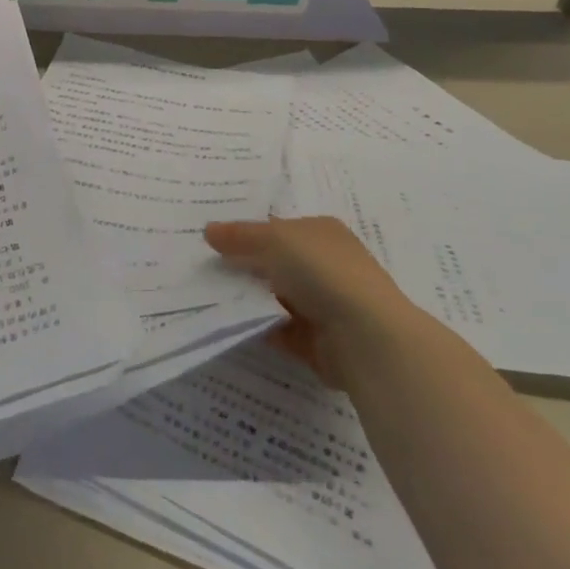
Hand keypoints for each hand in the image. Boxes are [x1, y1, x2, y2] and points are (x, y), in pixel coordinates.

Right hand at [204, 216, 413, 382]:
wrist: (365, 338)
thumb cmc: (323, 273)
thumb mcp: (274, 240)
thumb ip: (240, 236)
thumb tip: (209, 230)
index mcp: (322, 233)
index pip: (279, 228)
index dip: (248, 231)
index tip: (213, 240)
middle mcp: (326, 265)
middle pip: (276, 262)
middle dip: (245, 265)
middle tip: (204, 266)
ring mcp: (324, 304)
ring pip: (275, 296)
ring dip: (248, 297)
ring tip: (207, 294)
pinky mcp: (317, 341)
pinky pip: (277, 328)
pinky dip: (257, 326)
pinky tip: (229, 322)